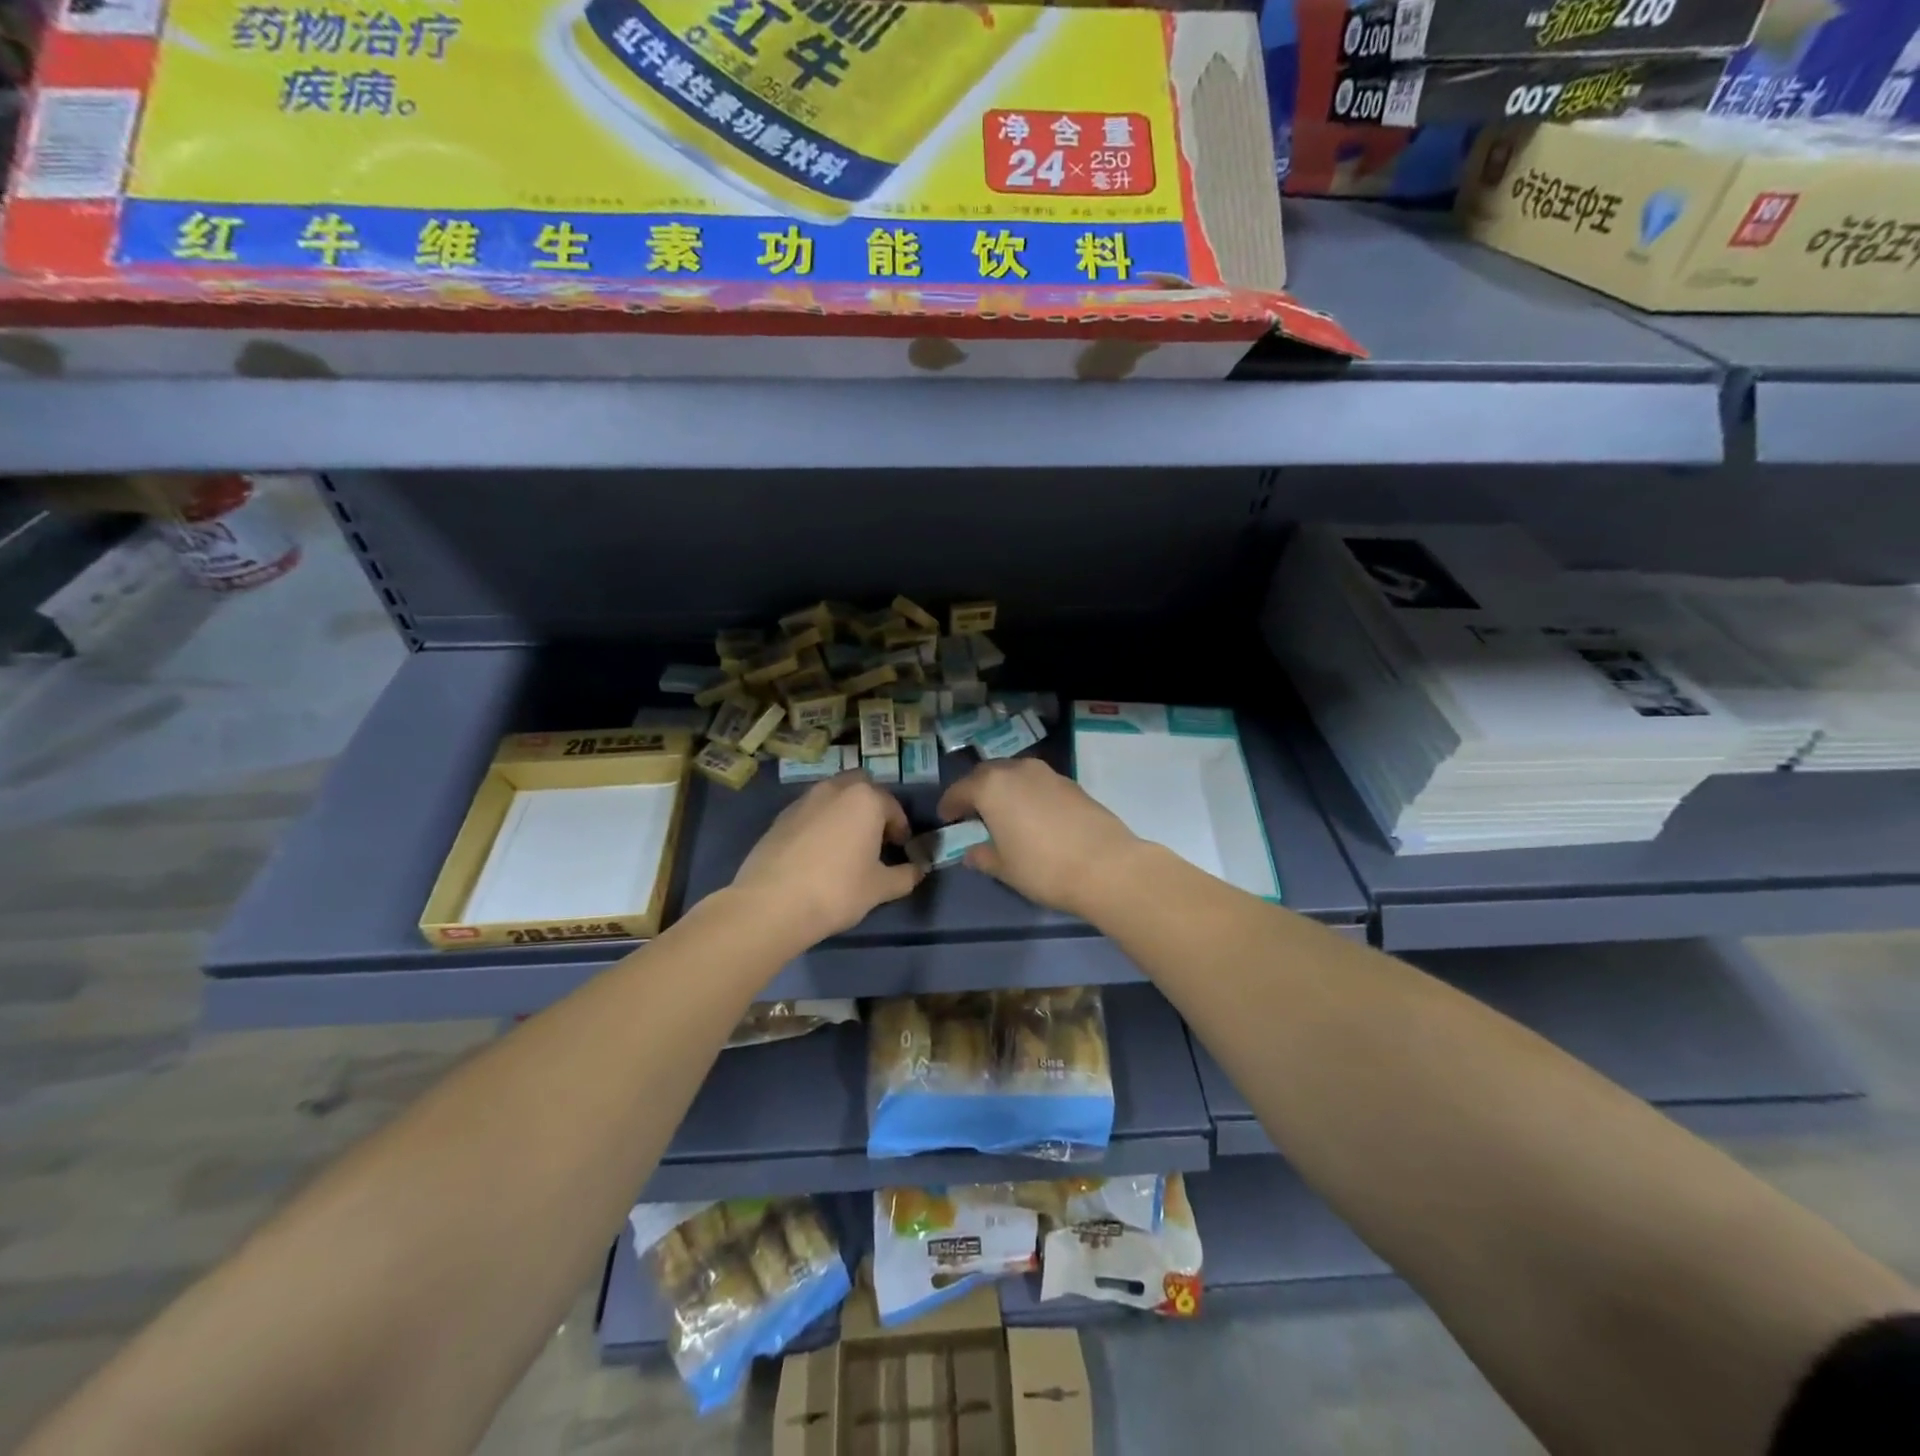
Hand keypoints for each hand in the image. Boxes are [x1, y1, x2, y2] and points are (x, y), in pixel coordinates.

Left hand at [732, 772, 922, 943]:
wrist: (772, 904)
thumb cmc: (837, 890)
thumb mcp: (880, 888)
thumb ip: (906, 875)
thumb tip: (919, 870)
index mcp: (865, 799)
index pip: (893, 806)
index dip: (901, 828)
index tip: (901, 850)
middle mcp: (834, 789)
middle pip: (861, 787)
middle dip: (871, 807)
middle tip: (875, 837)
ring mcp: (803, 801)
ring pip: (832, 796)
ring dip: (844, 812)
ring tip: (846, 845)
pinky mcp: (779, 817)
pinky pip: (810, 812)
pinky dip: (820, 823)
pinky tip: (818, 854)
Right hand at [937, 758, 1140, 919]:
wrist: (1106, 866)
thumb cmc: (1043, 868)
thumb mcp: (1005, 868)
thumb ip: (983, 856)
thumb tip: (972, 853)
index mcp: (992, 786)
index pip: (960, 789)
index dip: (950, 804)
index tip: (946, 817)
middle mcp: (1018, 770)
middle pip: (987, 774)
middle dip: (976, 790)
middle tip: (972, 811)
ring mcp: (1048, 774)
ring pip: (1015, 774)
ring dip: (1004, 788)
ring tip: (1003, 812)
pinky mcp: (1072, 784)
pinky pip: (1038, 783)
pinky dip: (1028, 794)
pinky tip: (1032, 816)